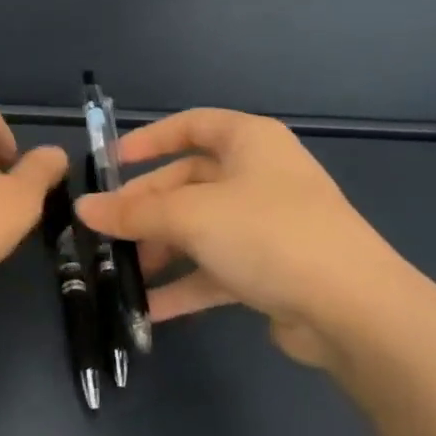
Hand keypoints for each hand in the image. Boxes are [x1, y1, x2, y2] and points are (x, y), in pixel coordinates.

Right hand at [75, 109, 414, 372]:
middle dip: (145, 209)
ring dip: (161, 250)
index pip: (192, 125)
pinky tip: (149, 309)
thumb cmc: (267, 234)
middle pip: (188, 183)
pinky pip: (216, 268)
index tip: (111, 164)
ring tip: (121, 274)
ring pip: (200, 229)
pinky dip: (185, 285)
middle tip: (106, 232)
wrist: (352, 310)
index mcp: (250, 142)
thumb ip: (133, 213)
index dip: (149, 140)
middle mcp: (260, 177)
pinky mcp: (272, 269)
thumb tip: (82, 208)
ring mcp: (268, 225)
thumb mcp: (191, 216)